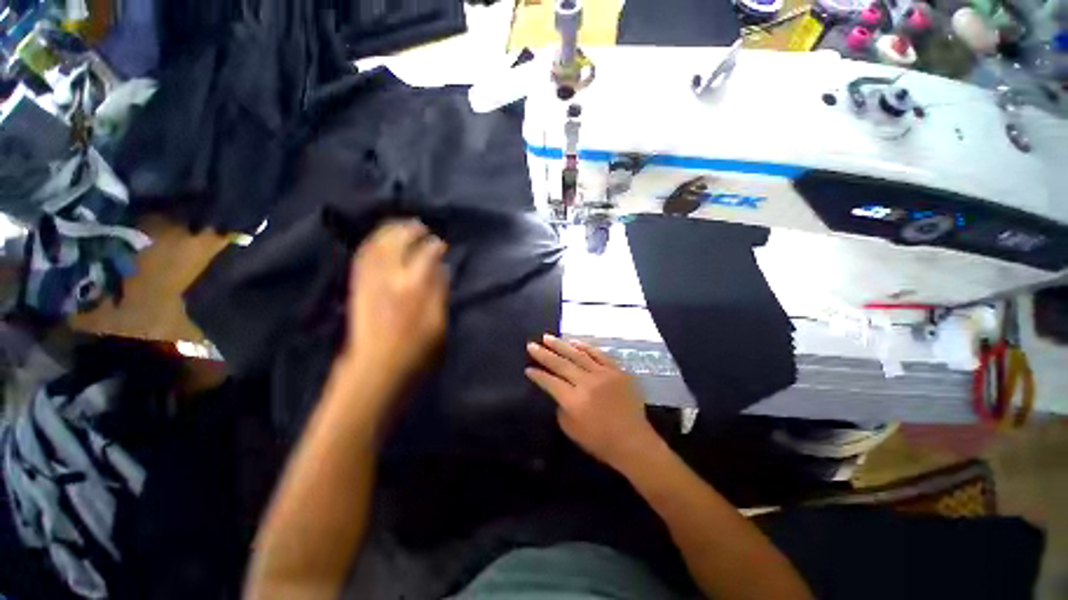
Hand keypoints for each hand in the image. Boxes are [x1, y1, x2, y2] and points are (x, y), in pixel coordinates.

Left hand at [344, 220, 448, 385]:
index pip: (426, 255)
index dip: (434, 245)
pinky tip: (377, 241)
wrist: (377, 369)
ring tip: (400, 226)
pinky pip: (362, 258)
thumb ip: (440, 292)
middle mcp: (389, 277)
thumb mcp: (439, 323)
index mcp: (413, 287)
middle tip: (421, 226)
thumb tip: (442, 268)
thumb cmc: (417, 351)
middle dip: (409, 230)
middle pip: (397, 243)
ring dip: (389, 232)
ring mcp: (370, 281)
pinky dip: (371, 244)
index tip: (441, 243)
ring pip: (377, 246)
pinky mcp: (358, 288)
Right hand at [526, 335, 660, 470]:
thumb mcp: (571, 430)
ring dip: (561, 345)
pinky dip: (585, 347)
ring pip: (578, 355)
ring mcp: (603, 374)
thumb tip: (558, 390)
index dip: (538, 375)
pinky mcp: (617, 371)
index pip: (550, 382)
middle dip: (543, 354)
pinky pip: (599, 354)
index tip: (528, 368)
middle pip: (561, 364)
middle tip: (531, 345)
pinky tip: (574, 342)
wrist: (633, 441)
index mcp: (574, 401)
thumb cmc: (600, 441)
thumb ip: (561, 407)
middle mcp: (587, 383)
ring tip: (548, 337)